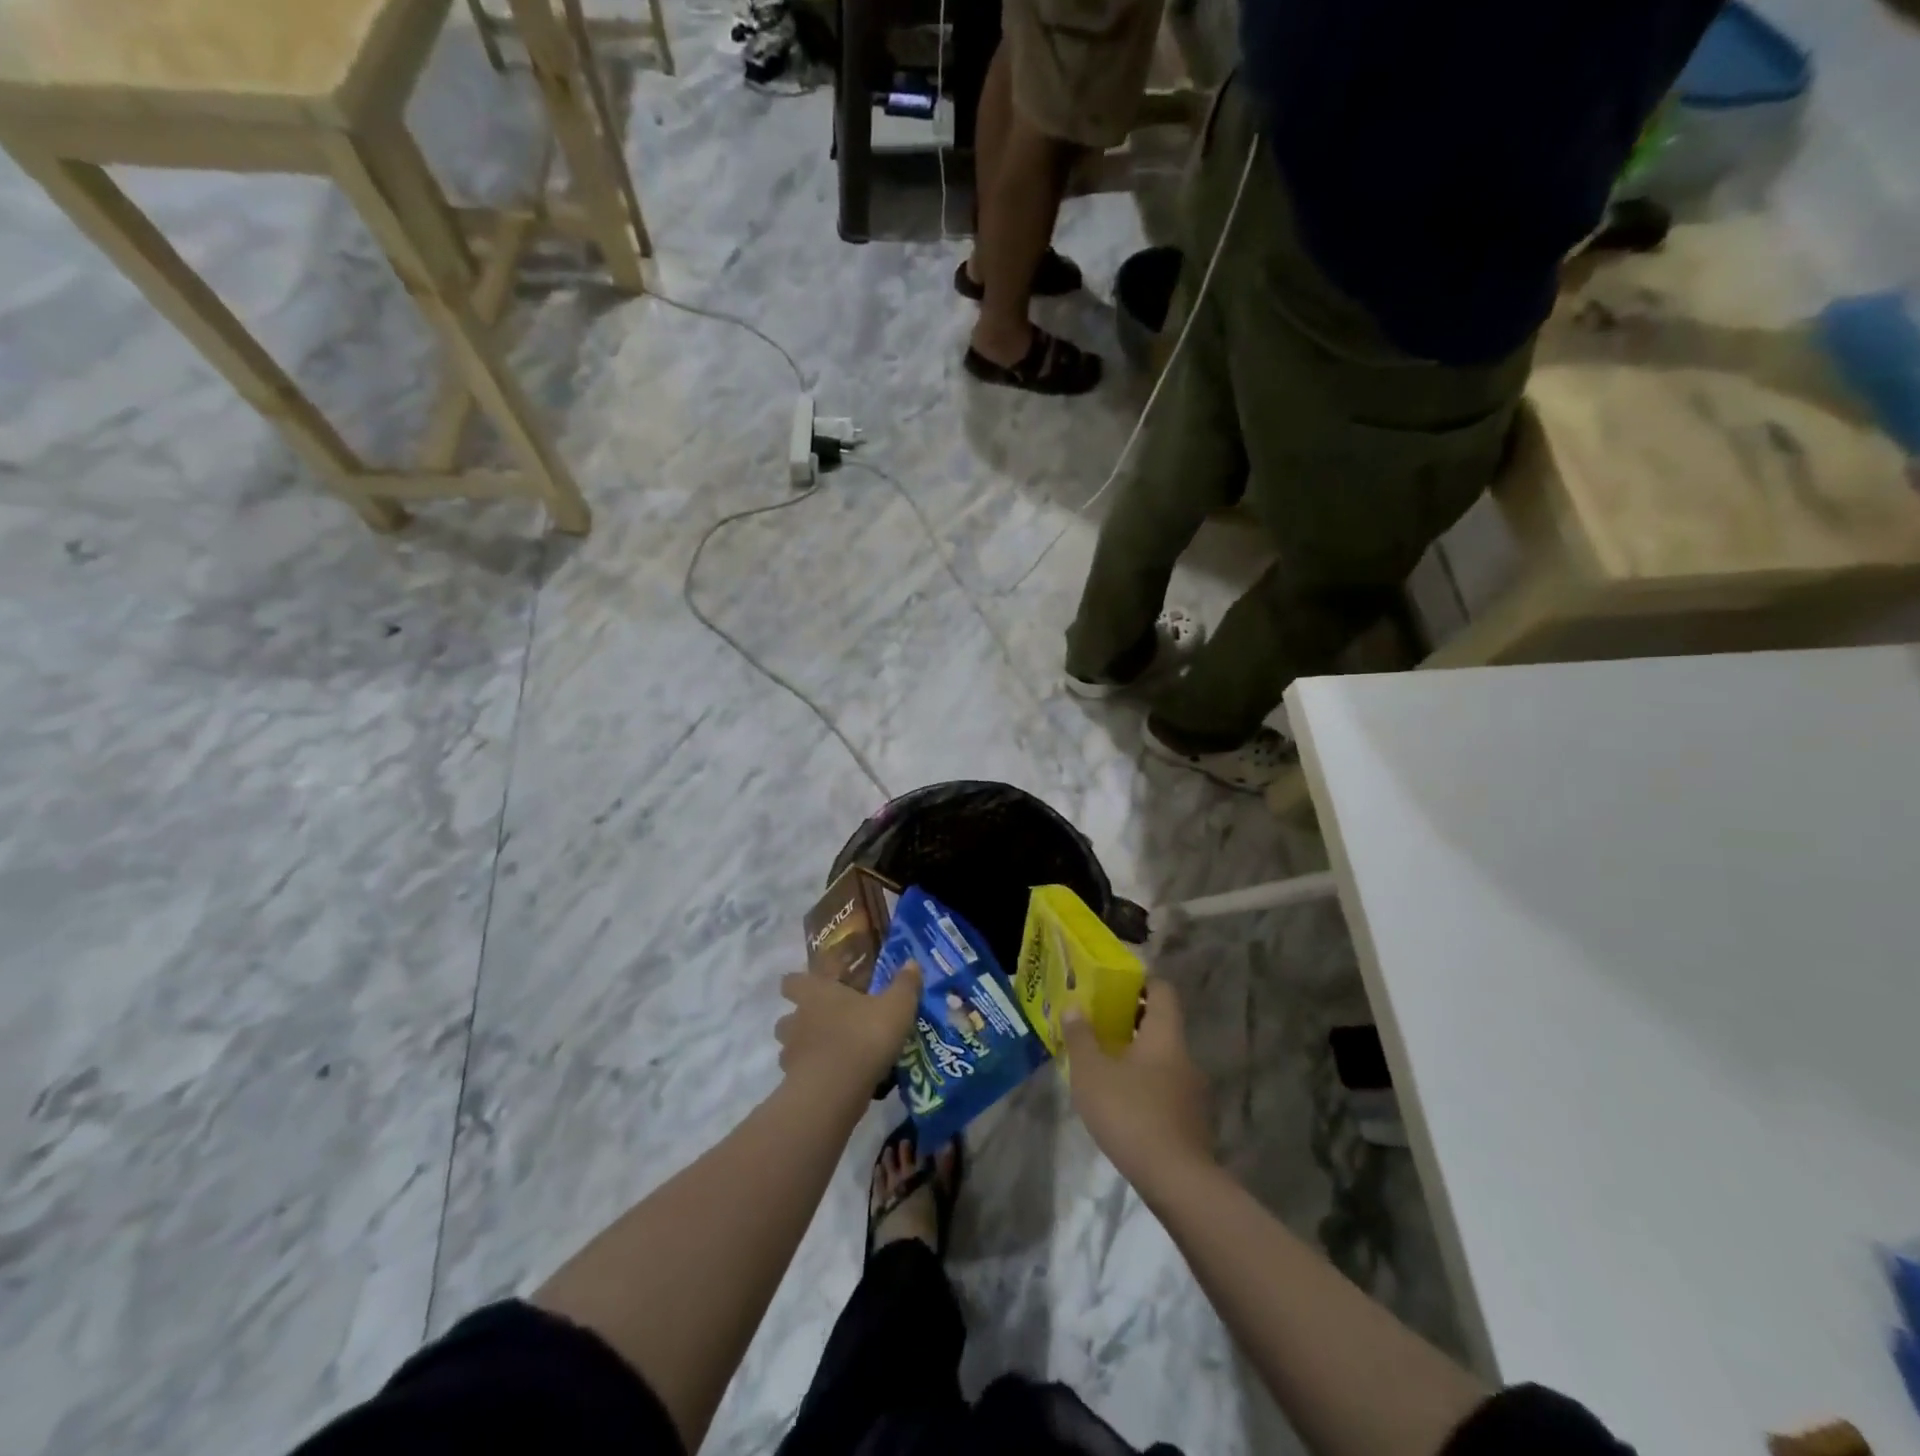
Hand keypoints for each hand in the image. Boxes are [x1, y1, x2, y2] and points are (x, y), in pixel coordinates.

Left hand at [776, 964, 920, 1098]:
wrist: (835, 1092)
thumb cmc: (863, 1037)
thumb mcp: (896, 1007)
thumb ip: (904, 985)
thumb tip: (912, 962)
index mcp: (816, 993)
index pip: (793, 981)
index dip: (801, 982)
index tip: (818, 986)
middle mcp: (797, 1019)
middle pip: (787, 1016)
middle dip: (802, 1019)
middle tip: (828, 1023)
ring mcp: (791, 1054)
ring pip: (791, 1046)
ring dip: (806, 1048)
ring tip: (832, 1054)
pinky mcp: (793, 1084)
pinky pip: (800, 1075)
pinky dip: (813, 1075)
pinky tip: (835, 1080)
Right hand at [1063, 980, 1212, 1191]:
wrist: (1176, 1181)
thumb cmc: (1131, 1113)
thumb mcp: (1092, 1073)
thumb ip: (1081, 1037)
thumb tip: (1073, 1007)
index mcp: (1165, 1035)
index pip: (1162, 990)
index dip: (1141, 982)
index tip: (1114, 986)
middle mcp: (1184, 1056)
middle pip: (1161, 1024)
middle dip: (1131, 1020)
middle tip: (1099, 1023)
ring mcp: (1192, 1090)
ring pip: (1163, 1058)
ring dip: (1137, 1055)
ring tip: (1105, 1064)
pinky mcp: (1191, 1120)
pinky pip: (1166, 1087)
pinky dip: (1146, 1085)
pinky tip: (1122, 1102)